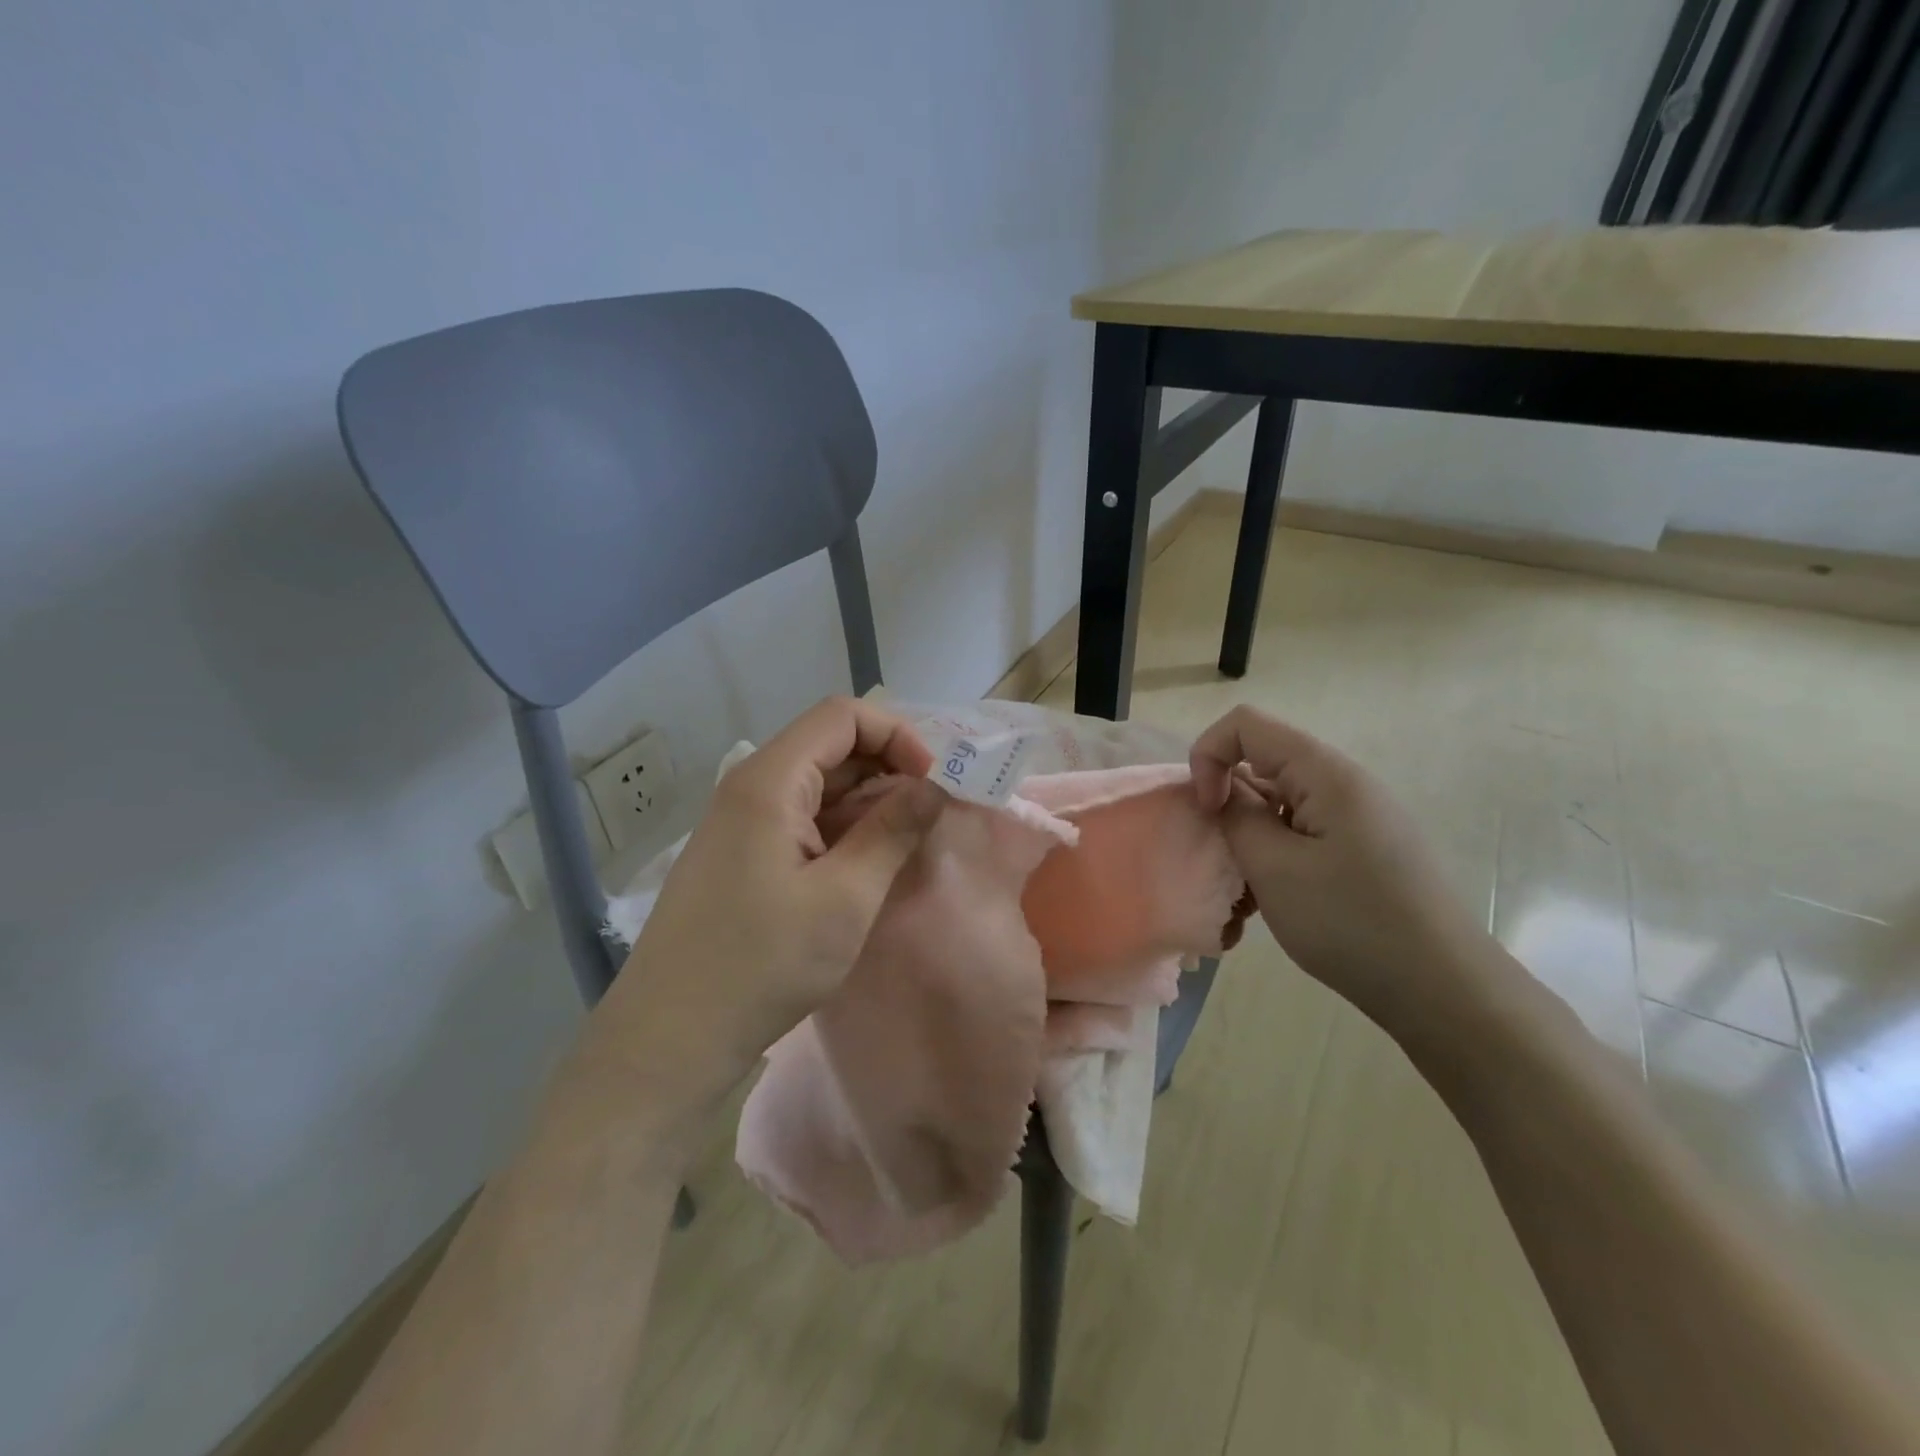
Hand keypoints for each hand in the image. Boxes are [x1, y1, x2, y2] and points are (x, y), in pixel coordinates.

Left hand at [594, 698, 946, 1097]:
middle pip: (829, 746)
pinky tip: (865, 865)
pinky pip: (800, 818)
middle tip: (930, 814)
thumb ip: (894, 831)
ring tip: (906, 842)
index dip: (896, 735)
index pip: (841, 716)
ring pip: (817, 785)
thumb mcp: (845, 898)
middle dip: (887, 768)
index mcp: (769, 781)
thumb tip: (933, 787)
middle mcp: (749, 787)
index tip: (932, 782)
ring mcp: (740, 822)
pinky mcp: (740, 854)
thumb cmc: (762, 964)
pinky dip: (841, 828)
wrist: (670, 1037)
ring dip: (867, 802)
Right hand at [1190, 705, 1493, 1028]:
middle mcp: (1344, 783)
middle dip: (1228, 802)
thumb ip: (1236, 817)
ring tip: (1247, 892)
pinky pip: (1303, 831)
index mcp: (1325, 774)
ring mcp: (1358, 817)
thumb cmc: (1350, 922)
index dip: (1209, 757)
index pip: (1245, 725)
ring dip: (1250, 836)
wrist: (1442, 989)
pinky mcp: (1364, 848)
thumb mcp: (1274, 868)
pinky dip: (1276, 855)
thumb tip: (1222, 792)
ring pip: (1280, 802)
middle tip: (1223, 857)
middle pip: (1263, 762)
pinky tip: (1274, 902)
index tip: (1207, 811)